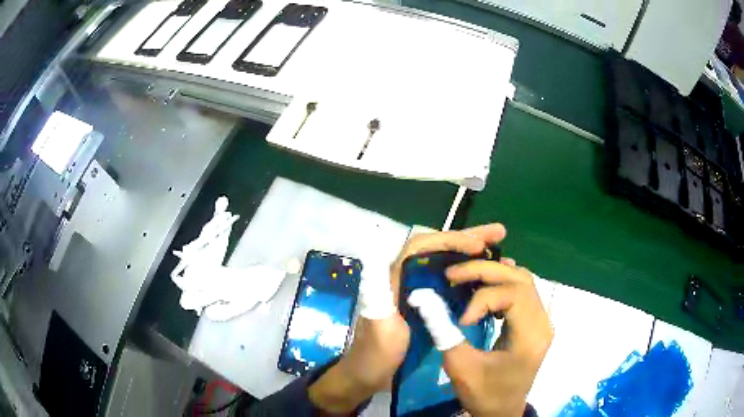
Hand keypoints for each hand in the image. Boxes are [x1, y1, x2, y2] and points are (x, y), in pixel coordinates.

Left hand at [309, 225, 503, 413]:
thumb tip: (379, 262)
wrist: (371, 375)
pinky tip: (489, 275)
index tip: (478, 246)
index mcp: (393, 278)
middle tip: (499, 233)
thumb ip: (379, 299)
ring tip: (500, 246)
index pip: (421, 246)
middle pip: (439, 249)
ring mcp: (419, 290)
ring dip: (472, 253)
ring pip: (448, 263)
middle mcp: (407, 278)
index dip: (449, 241)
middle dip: (468, 239)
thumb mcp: (379, 328)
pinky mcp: (428, 304)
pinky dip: (471, 274)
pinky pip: (452, 281)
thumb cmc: (375, 354)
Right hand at [439, 226, 552, 415]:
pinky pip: (522, 291)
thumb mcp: (461, 369)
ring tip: (466, 275)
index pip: (514, 295)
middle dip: (485, 271)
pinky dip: (501, 282)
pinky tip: (483, 286)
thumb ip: (445, 334)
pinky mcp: (534, 323)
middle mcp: (543, 322)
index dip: (483, 298)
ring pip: (523, 280)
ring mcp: (541, 321)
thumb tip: (427, 301)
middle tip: (453, 274)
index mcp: (531, 336)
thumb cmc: (485, 394)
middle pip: (520, 279)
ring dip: (494, 273)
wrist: (502, 412)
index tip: (461, 319)